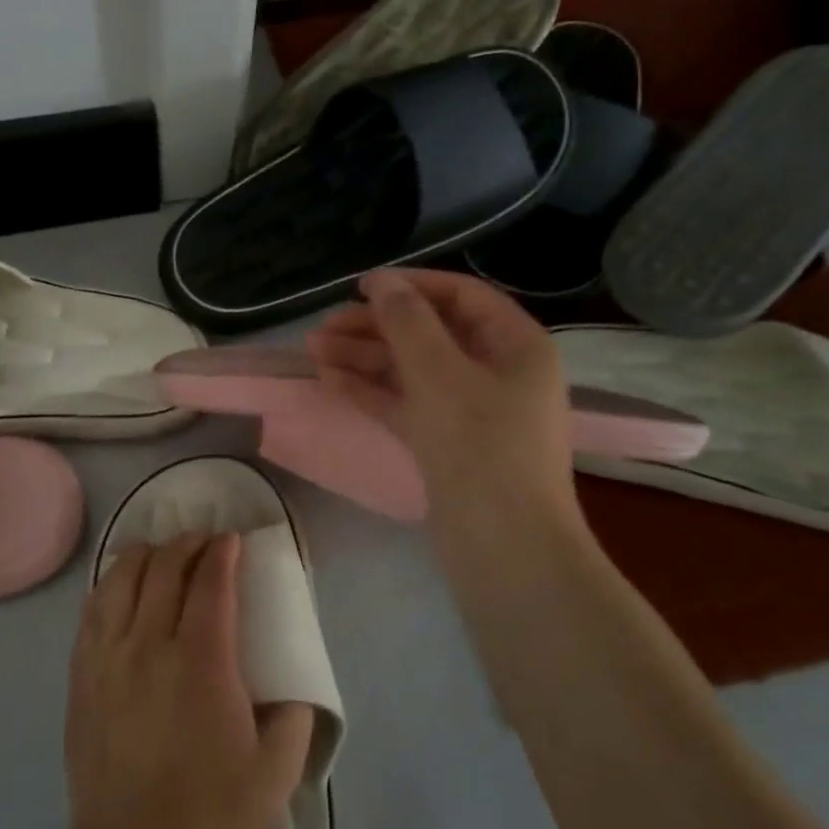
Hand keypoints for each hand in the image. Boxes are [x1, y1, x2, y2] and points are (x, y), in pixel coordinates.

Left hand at [66, 534, 314, 828]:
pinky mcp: (82, 672)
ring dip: (147, 554)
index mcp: (202, 662)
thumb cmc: (209, 812)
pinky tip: (123, 584)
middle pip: (165, 569)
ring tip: (164, 554)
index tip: (232, 541)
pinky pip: (93, 607)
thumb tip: (293, 684)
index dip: (222, 553)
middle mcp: (150, 645)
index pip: (210, 584)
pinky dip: (113, 583)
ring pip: (122, 578)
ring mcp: (108, 655)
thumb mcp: (275, 773)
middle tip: (204, 543)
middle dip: (188, 544)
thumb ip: (294, 718)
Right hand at [306, 268, 587, 547]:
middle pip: (430, 333)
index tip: (360, 287)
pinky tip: (330, 380)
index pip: (461, 296)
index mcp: (515, 345)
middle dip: (375, 327)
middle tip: (323, 327)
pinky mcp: (446, 442)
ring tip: (313, 351)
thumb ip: (408, 322)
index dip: (411, 286)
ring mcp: (470, 410)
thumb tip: (382, 281)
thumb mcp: (441, 374)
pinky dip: (371, 391)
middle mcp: (496, 371)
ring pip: (411, 370)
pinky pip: (406, 403)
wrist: (503, 547)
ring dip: (364, 358)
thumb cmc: (480, 448)